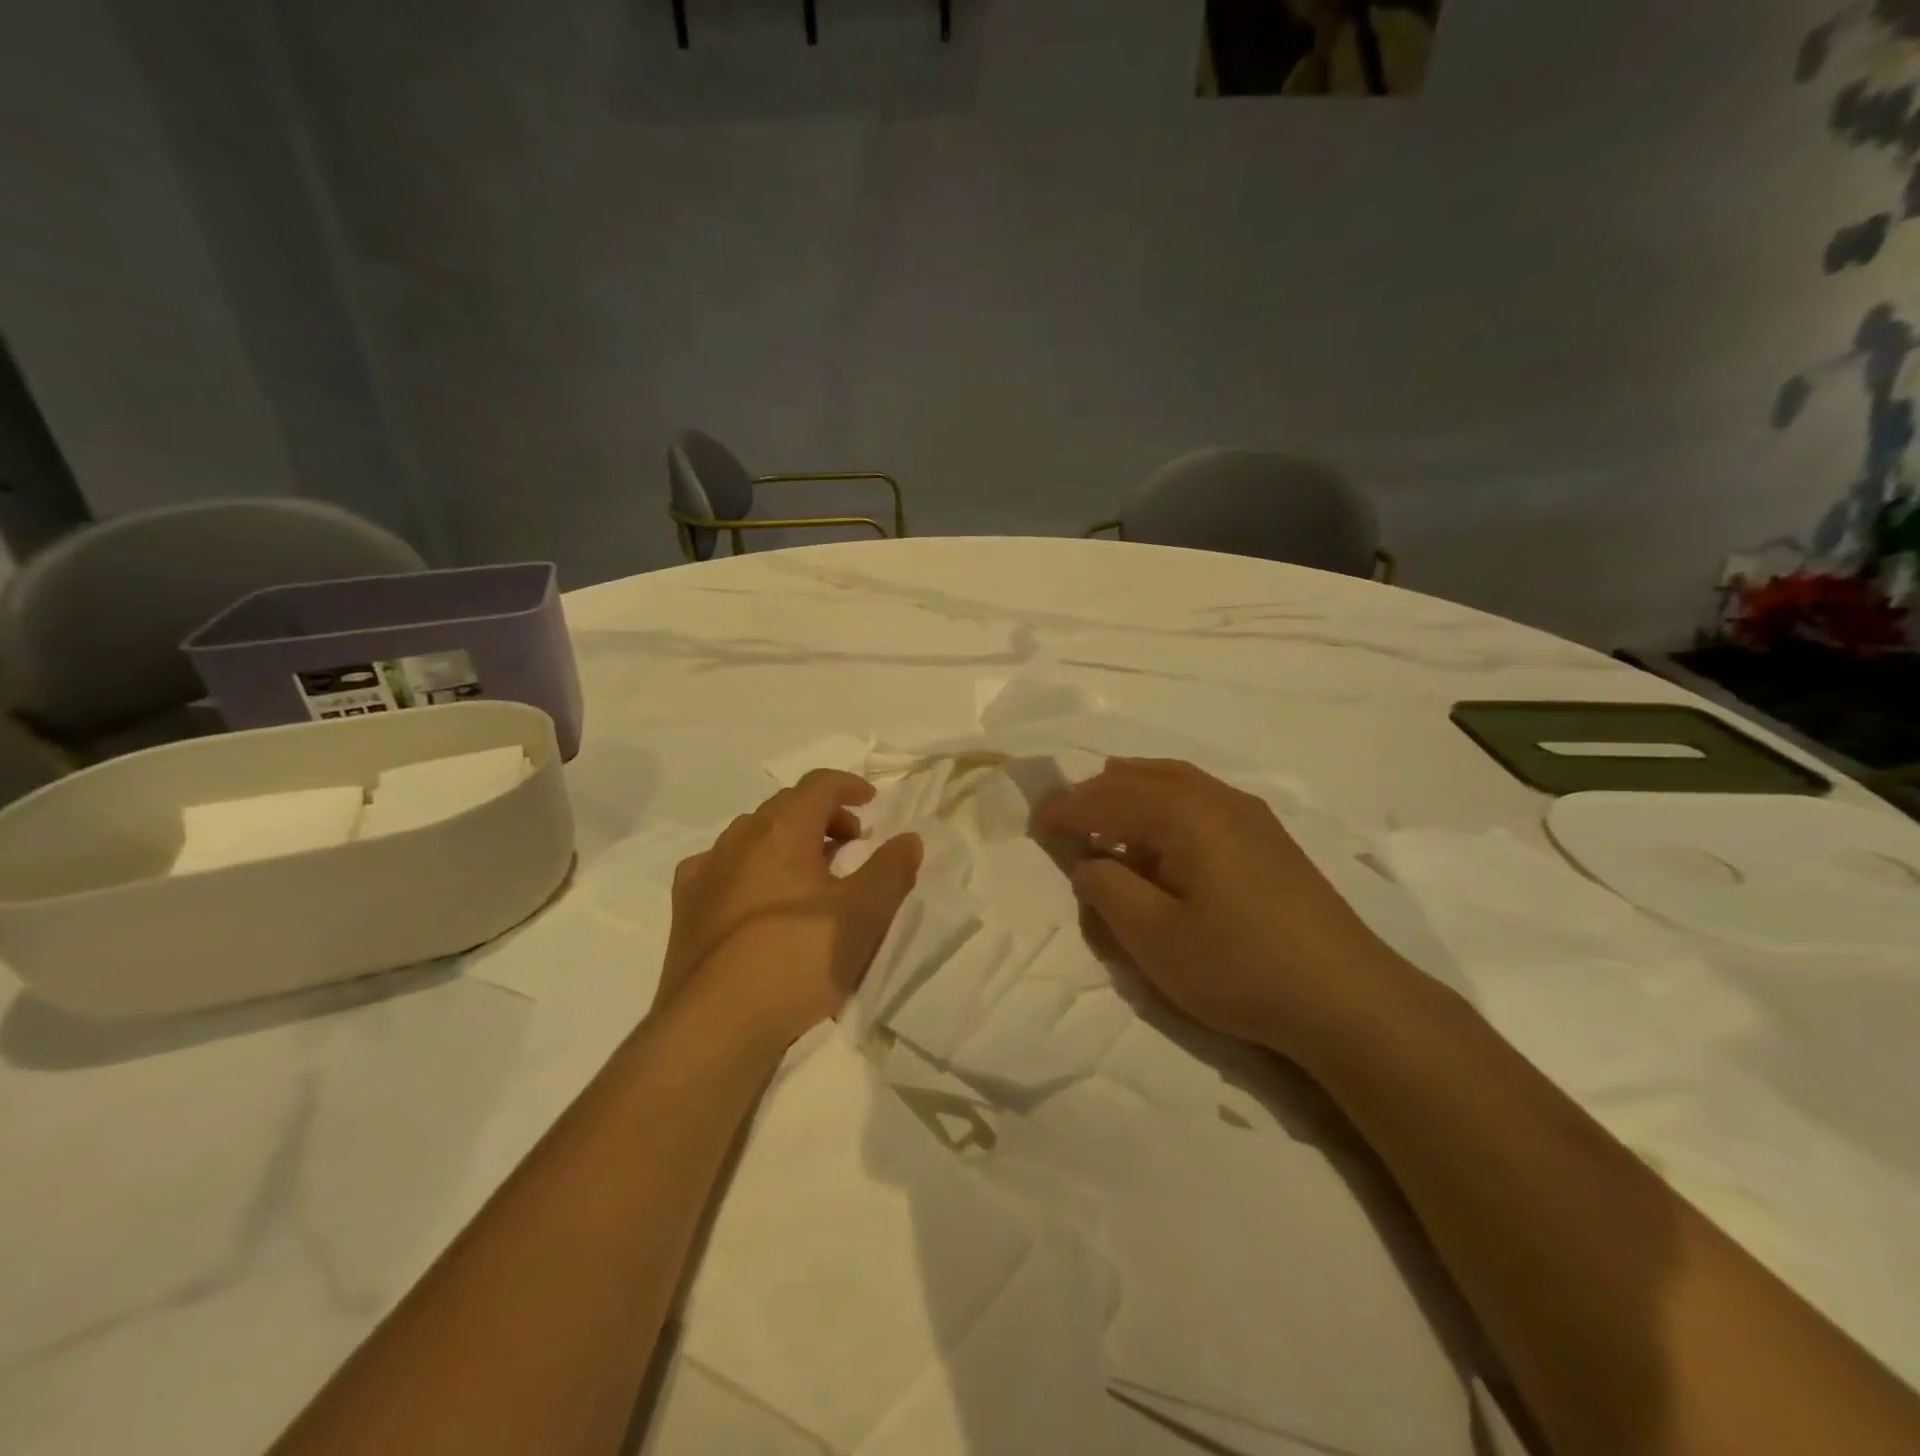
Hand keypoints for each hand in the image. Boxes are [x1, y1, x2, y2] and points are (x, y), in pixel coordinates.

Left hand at [655, 769, 921, 1057]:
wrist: (715, 1025)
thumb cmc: (799, 959)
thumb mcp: (864, 915)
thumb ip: (891, 869)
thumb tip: (908, 838)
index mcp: (781, 830)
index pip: (818, 785)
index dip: (849, 785)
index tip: (872, 801)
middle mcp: (738, 839)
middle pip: (785, 807)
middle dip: (823, 816)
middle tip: (851, 844)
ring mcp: (705, 872)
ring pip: (752, 836)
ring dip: (787, 841)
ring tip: (810, 874)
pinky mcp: (685, 908)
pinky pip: (722, 868)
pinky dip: (749, 868)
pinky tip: (757, 898)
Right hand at [1035, 758, 1413, 1065]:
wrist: (1347, 999)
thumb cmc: (1239, 966)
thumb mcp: (1153, 938)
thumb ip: (1107, 890)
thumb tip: (1089, 862)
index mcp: (1184, 813)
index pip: (1108, 798)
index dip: (1066, 809)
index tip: (1034, 824)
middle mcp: (1217, 798)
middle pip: (1142, 777)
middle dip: (1097, 794)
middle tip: (1066, 819)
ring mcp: (1250, 814)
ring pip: (1175, 782)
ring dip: (1133, 794)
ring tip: (1107, 816)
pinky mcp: (1270, 838)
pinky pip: (1201, 800)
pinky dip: (1166, 806)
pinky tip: (1164, 839)